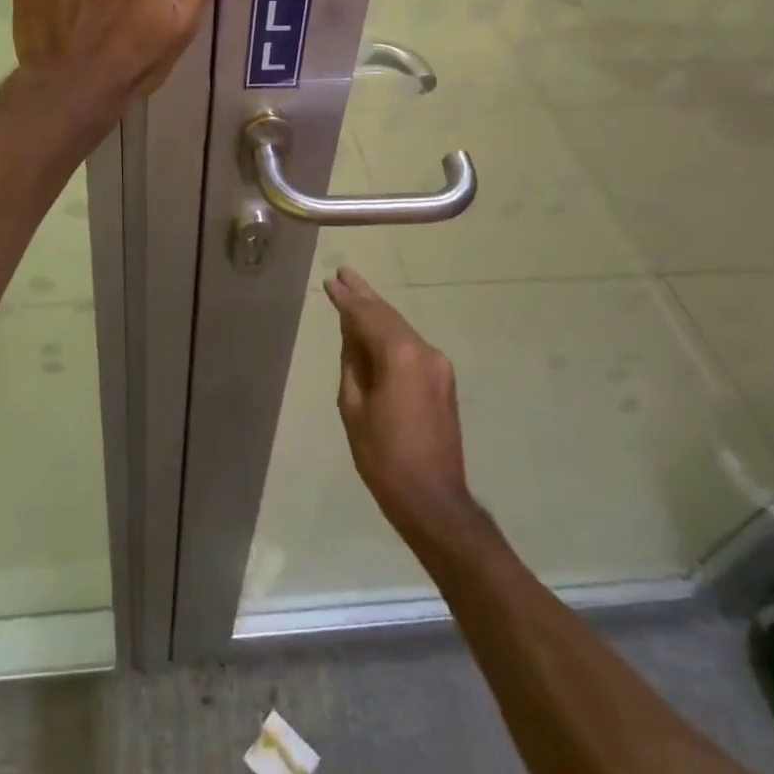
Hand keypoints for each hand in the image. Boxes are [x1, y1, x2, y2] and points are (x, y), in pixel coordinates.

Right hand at [327, 267, 479, 543]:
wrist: (433, 499)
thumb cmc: (384, 457)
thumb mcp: (353, 408)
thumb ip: (353, 364)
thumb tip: (353, 337)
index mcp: (401, 356)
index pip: (368, 316)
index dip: (347, 299)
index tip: (330, 282)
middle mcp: (425, 351)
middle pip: (388, 316)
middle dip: (364, 296)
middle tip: (343, 274)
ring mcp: (438, 365)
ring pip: (401, 329)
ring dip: (377, 314)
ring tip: (353, 294)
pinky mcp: (443, 380)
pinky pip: (410, 346)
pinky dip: (389, 334)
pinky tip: (373, 330)